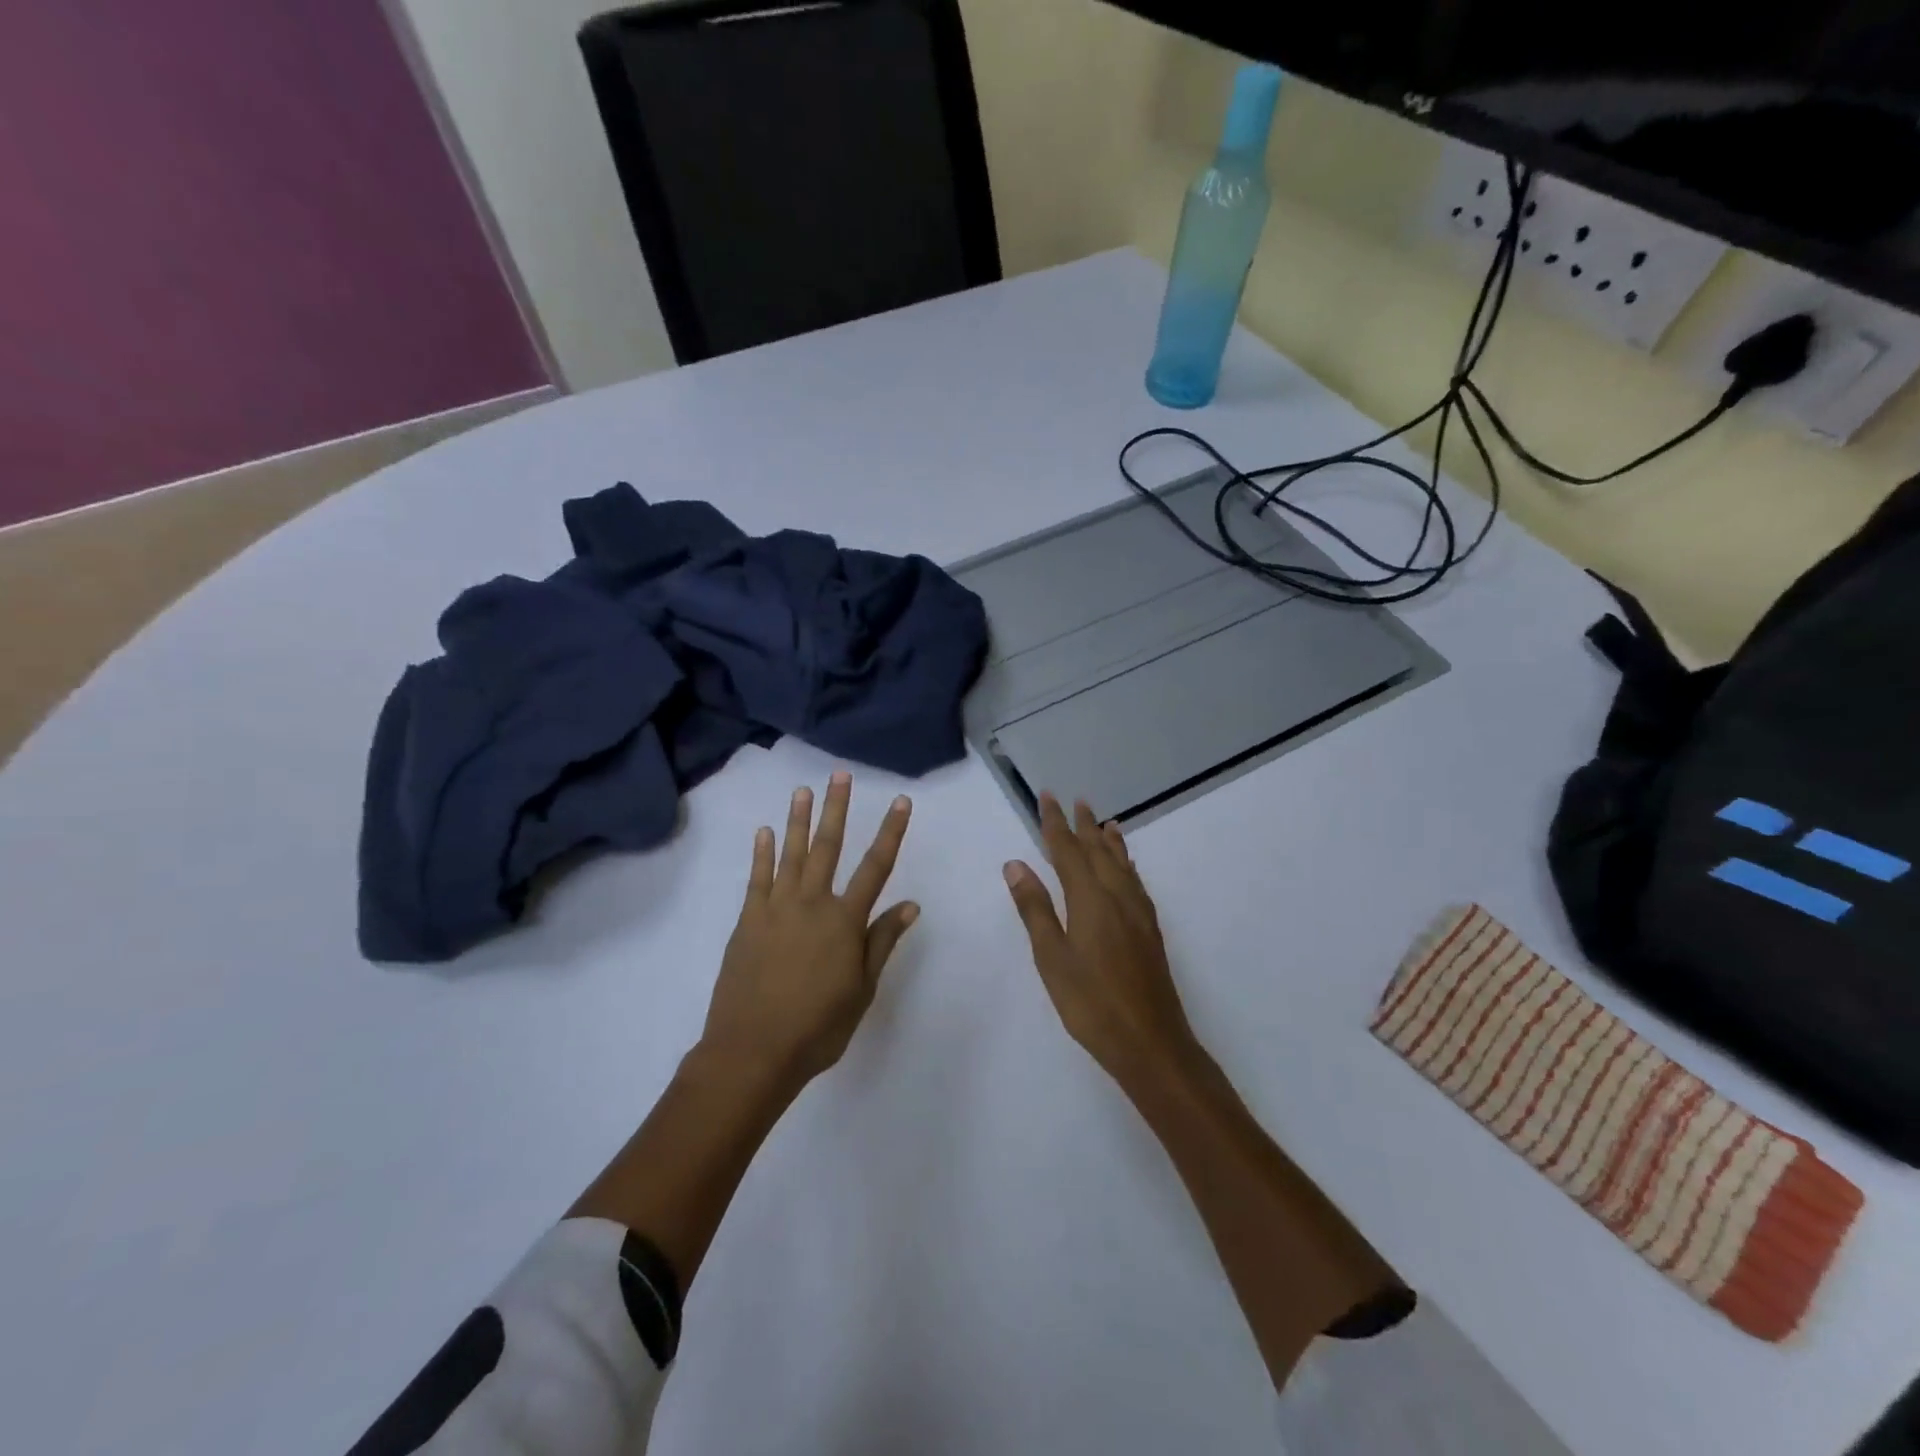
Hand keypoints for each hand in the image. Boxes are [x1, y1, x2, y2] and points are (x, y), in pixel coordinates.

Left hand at [701, 773, 917, 1098]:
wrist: (753, 1051)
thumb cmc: (818, 1027)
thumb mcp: (862, 989)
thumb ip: (882, 942)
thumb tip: (910, 904)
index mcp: (845, 921)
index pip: (876, 867)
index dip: (891, 832)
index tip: (901, 802)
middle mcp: (812, 903)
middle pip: (828, 847)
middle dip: (836, 809)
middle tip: (840, 776)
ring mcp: (776, 908)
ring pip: (790, 854)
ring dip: (797, 820)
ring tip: (803, 789)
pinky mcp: (748, 920)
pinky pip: (756, 878)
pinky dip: (761, 853)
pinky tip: (764, 831)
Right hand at [1003, 794, 1198, 1089]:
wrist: (1151, 1041)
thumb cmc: (1091, 1003)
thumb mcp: (1052, 957)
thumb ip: (1035, 908)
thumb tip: (1016, 864)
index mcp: (1090, 899)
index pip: (1068, 850)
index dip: (1055, 823)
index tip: (1047, 796)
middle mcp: (1117, 897)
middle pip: (1098, 850)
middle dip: (1083, 825)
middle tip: (1075, 800)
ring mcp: (1138, 913)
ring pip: (1122, 864)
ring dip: (1109, 840)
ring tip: (1104, 822)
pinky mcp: (1149, 930)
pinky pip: (1135, 881)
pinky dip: (1127, 864)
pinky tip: (1127, 870)